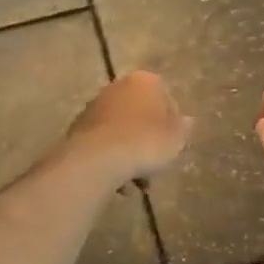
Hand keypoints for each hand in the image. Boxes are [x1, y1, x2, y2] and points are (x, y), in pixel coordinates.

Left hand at [66, 71, 193, 181]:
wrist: (98, 158)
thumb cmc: (145, 142)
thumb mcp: (176, 138)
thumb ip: (184, 128)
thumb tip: (186, 122)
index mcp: (143, 81)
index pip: (165, 97)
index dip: (172, 123)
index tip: (174, 144)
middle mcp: (116, 87)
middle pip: (140, 115)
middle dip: (148, 140)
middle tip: (156, 164)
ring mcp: (94, 107)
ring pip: (121, 132)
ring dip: (130, 154)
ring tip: (138, 182)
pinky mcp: (78, 129)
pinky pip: (104, 145)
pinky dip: (112, 160)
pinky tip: (119, 183)